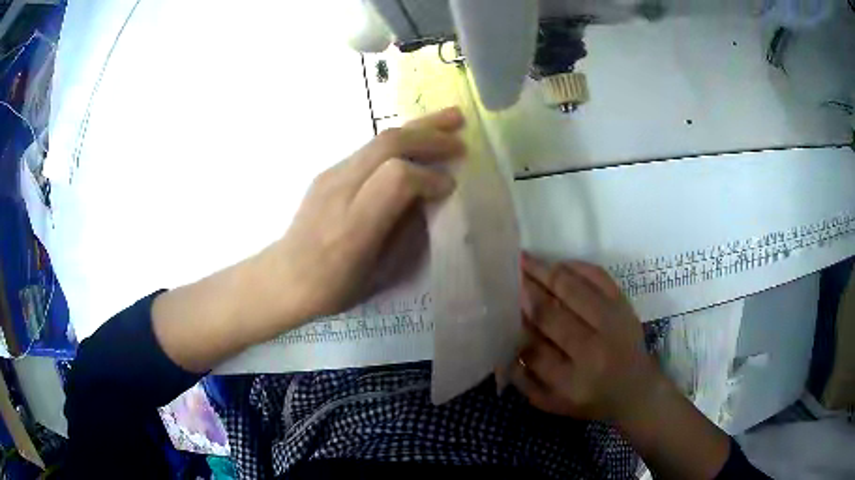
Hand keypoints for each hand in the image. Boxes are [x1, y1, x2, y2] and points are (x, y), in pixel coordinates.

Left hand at [261, 107, 464, 322]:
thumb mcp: (380, 274)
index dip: (428, 176)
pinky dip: (400, 141)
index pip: (397, 177)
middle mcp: (339, 190)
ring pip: (378, 139)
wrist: (285, 277)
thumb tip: (430, 200)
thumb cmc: (334, 287)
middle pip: (387, 144)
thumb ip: (408, 234)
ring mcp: (330, 176)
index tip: (449, 187)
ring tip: (449, 120)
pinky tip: (417, 142)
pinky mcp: (328, 171)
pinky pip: (369, 149)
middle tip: (461, 136)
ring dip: (417, 128)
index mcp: (354, 225)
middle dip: (429, 136)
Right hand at [510, 254, 663, 422]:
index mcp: (572, 383)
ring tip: (524, 259)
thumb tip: (503, 349)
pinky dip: (577, 267)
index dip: (516, 327)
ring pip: (574, 291)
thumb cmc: (590, 400)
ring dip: (546, 273)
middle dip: (526, 293)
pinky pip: (599, 278)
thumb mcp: (553, 403)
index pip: (534, 350)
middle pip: (552, 316)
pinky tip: (557, 263)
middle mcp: (593, 352)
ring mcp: (613, 324)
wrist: (636, 389)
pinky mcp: (625, 306)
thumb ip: (525, 382)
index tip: (499, 307)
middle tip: (506, 274)